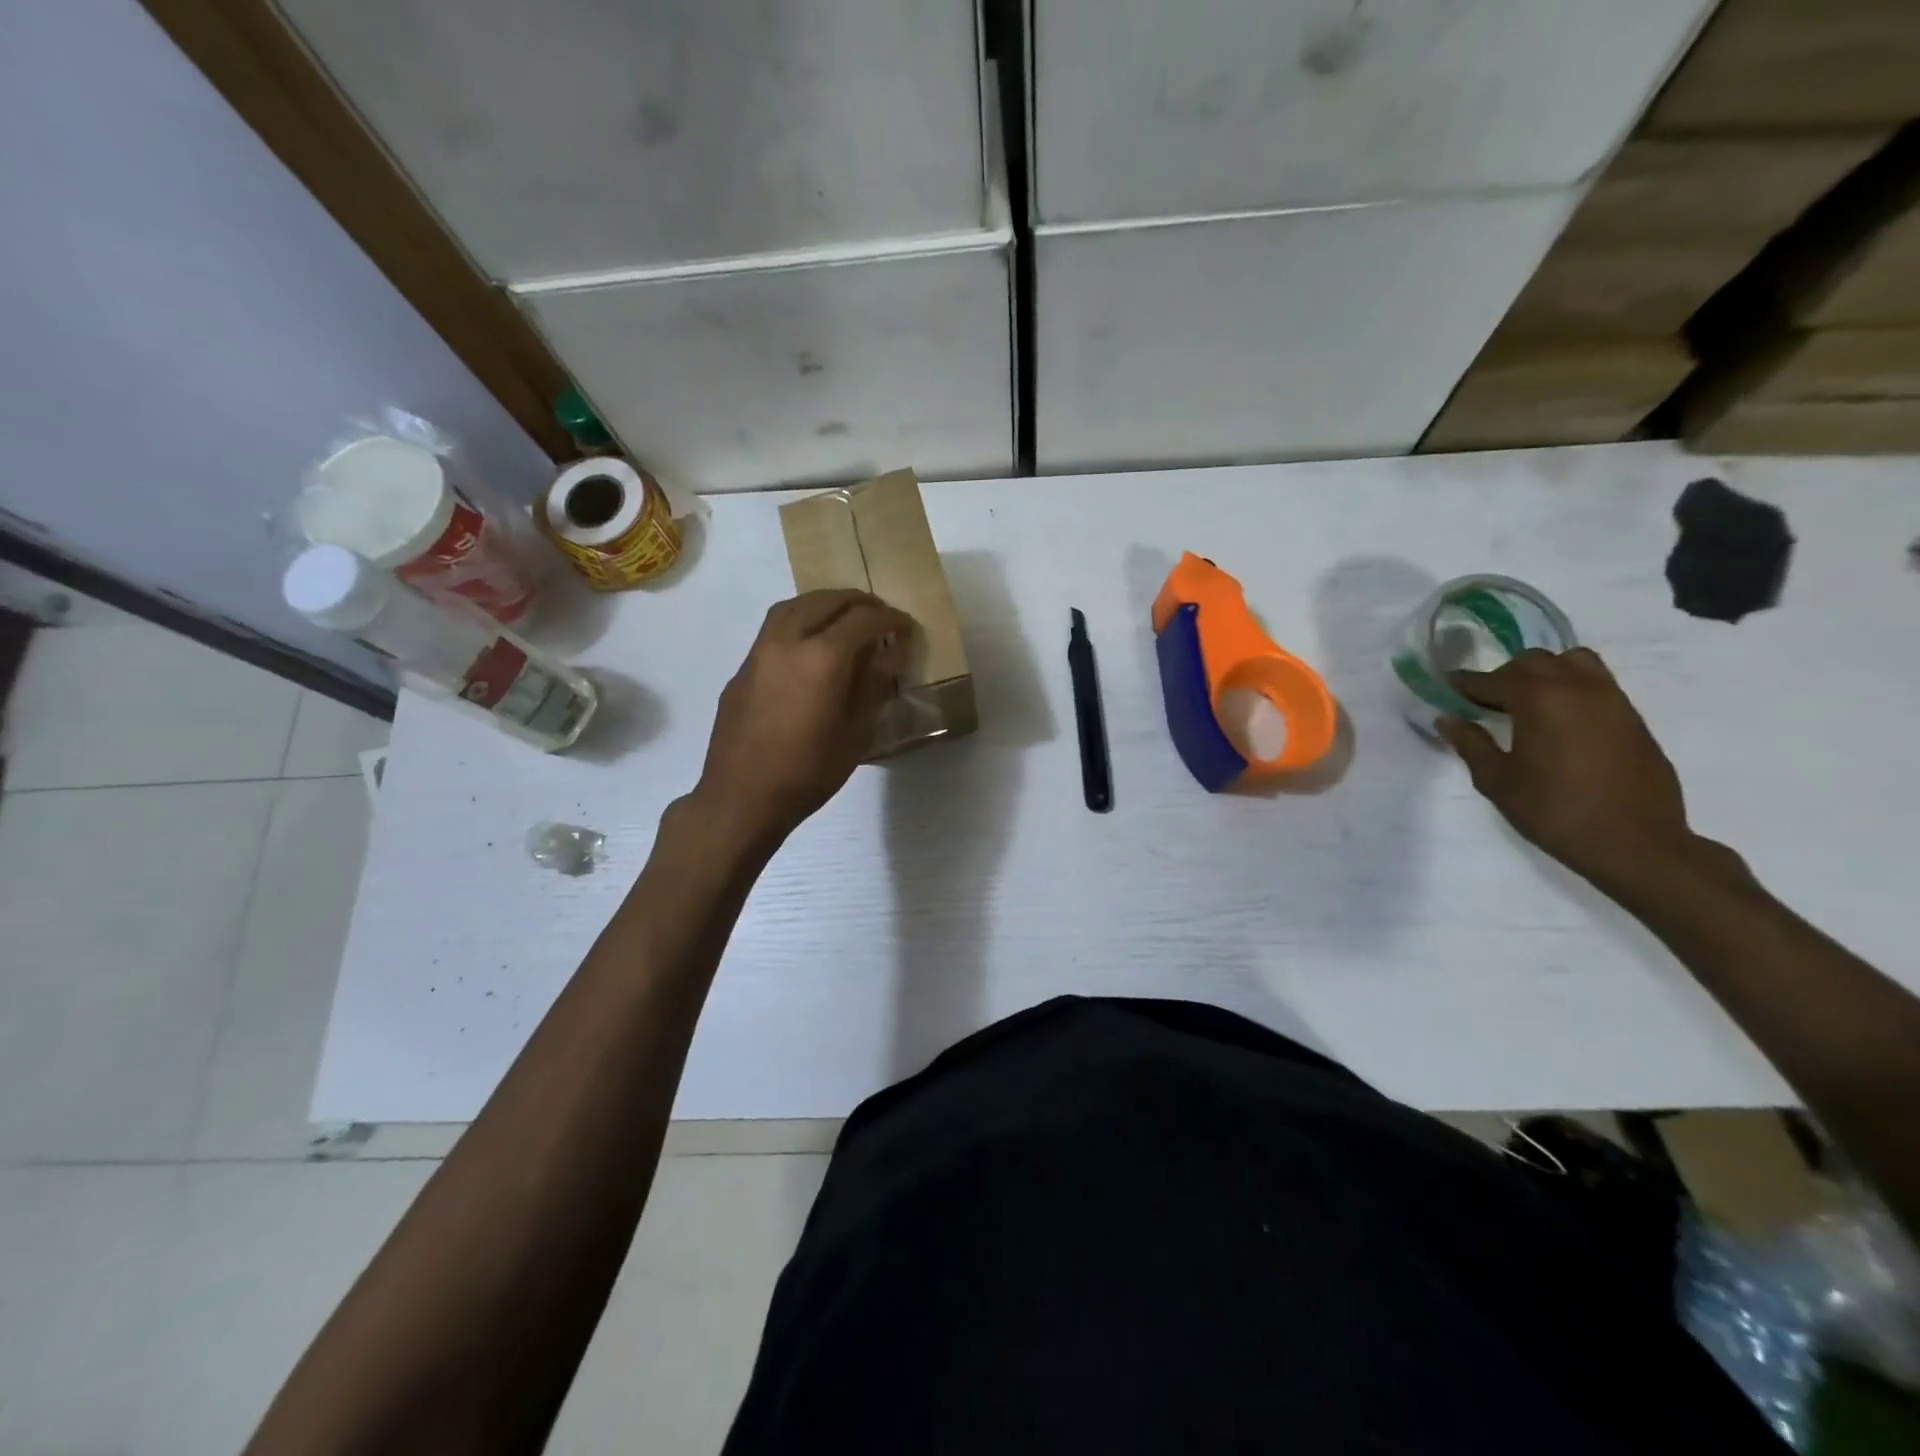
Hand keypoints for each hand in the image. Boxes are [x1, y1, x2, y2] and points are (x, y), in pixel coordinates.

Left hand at [692, 590, 914, 850]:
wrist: (742, 797)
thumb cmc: (809, 772)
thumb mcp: (856, 732)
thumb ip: (873, 684)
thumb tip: (889, 651)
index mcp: (822, 657)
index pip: (863, 620)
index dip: (890, 619)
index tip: (906, 626)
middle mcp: (788, 641)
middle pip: (826, 601)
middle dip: (858, 602)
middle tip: (880, 615)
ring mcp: (759, 651)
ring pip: (794, 606)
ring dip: (824, 603)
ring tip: (845, 618)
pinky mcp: (743, 668)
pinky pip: (775, 627)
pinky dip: (800, 621)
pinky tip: (811, 645)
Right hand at [1437, 648, 1721, 896]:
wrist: (1634, 842)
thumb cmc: (1554, 810)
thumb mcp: (1497, 780)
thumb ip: (1471, 743)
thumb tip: (1448, 718)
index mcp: (1539, 699)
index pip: (1491, 680)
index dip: (1464, 683)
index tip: (1445, 685)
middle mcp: (1578, 688)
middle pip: (1534, 661)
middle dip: (1504, 675)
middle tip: (1486, 702)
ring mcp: (1612, 700)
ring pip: (1574, 663)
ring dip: (1545, 674)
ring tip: (1528, 703)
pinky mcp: (1633, 718)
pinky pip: (1597, 685)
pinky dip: (1572, 689)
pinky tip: (1559, 721)